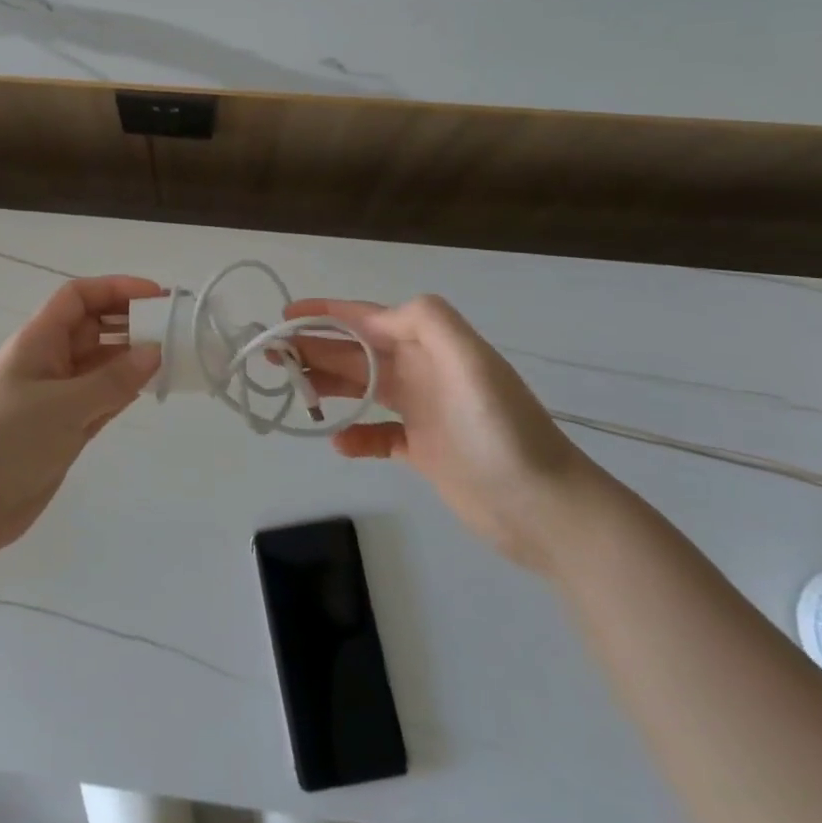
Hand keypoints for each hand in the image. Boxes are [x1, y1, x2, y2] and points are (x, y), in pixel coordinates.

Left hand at [0, 276, 163, 554]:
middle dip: (130, 323)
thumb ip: (113, 379)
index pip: (78, 297)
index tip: (156, 296)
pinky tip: (152, 389)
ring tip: (174, 359)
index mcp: (38, 341)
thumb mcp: (64, 405)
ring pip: (101, 363)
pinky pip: (102, 396)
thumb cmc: (9, 441)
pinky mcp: (64, 427)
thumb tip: (155, 351)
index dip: (116, 288)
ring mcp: (57, 395)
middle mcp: (49, 361)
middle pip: (94, 327)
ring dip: (132, 359)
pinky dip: (125, 390)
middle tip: (175, 330)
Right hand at [287, 295, 607, 573]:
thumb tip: (377, 315)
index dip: (327, 312)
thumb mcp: (471, 363)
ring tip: (296, 392)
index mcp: (431, 347)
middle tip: (274, 355)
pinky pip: (378, 434)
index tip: (286, 315)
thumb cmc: (501, 433)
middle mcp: (424, 372)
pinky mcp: (424, 450)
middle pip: (358, 352)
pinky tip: (339, 442)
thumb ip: (428, 322)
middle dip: (316, 347)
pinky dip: (355, 434)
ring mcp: (424, 412)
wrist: (547, 510)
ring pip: (363, 387)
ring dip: (328, 384)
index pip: (369, 319)